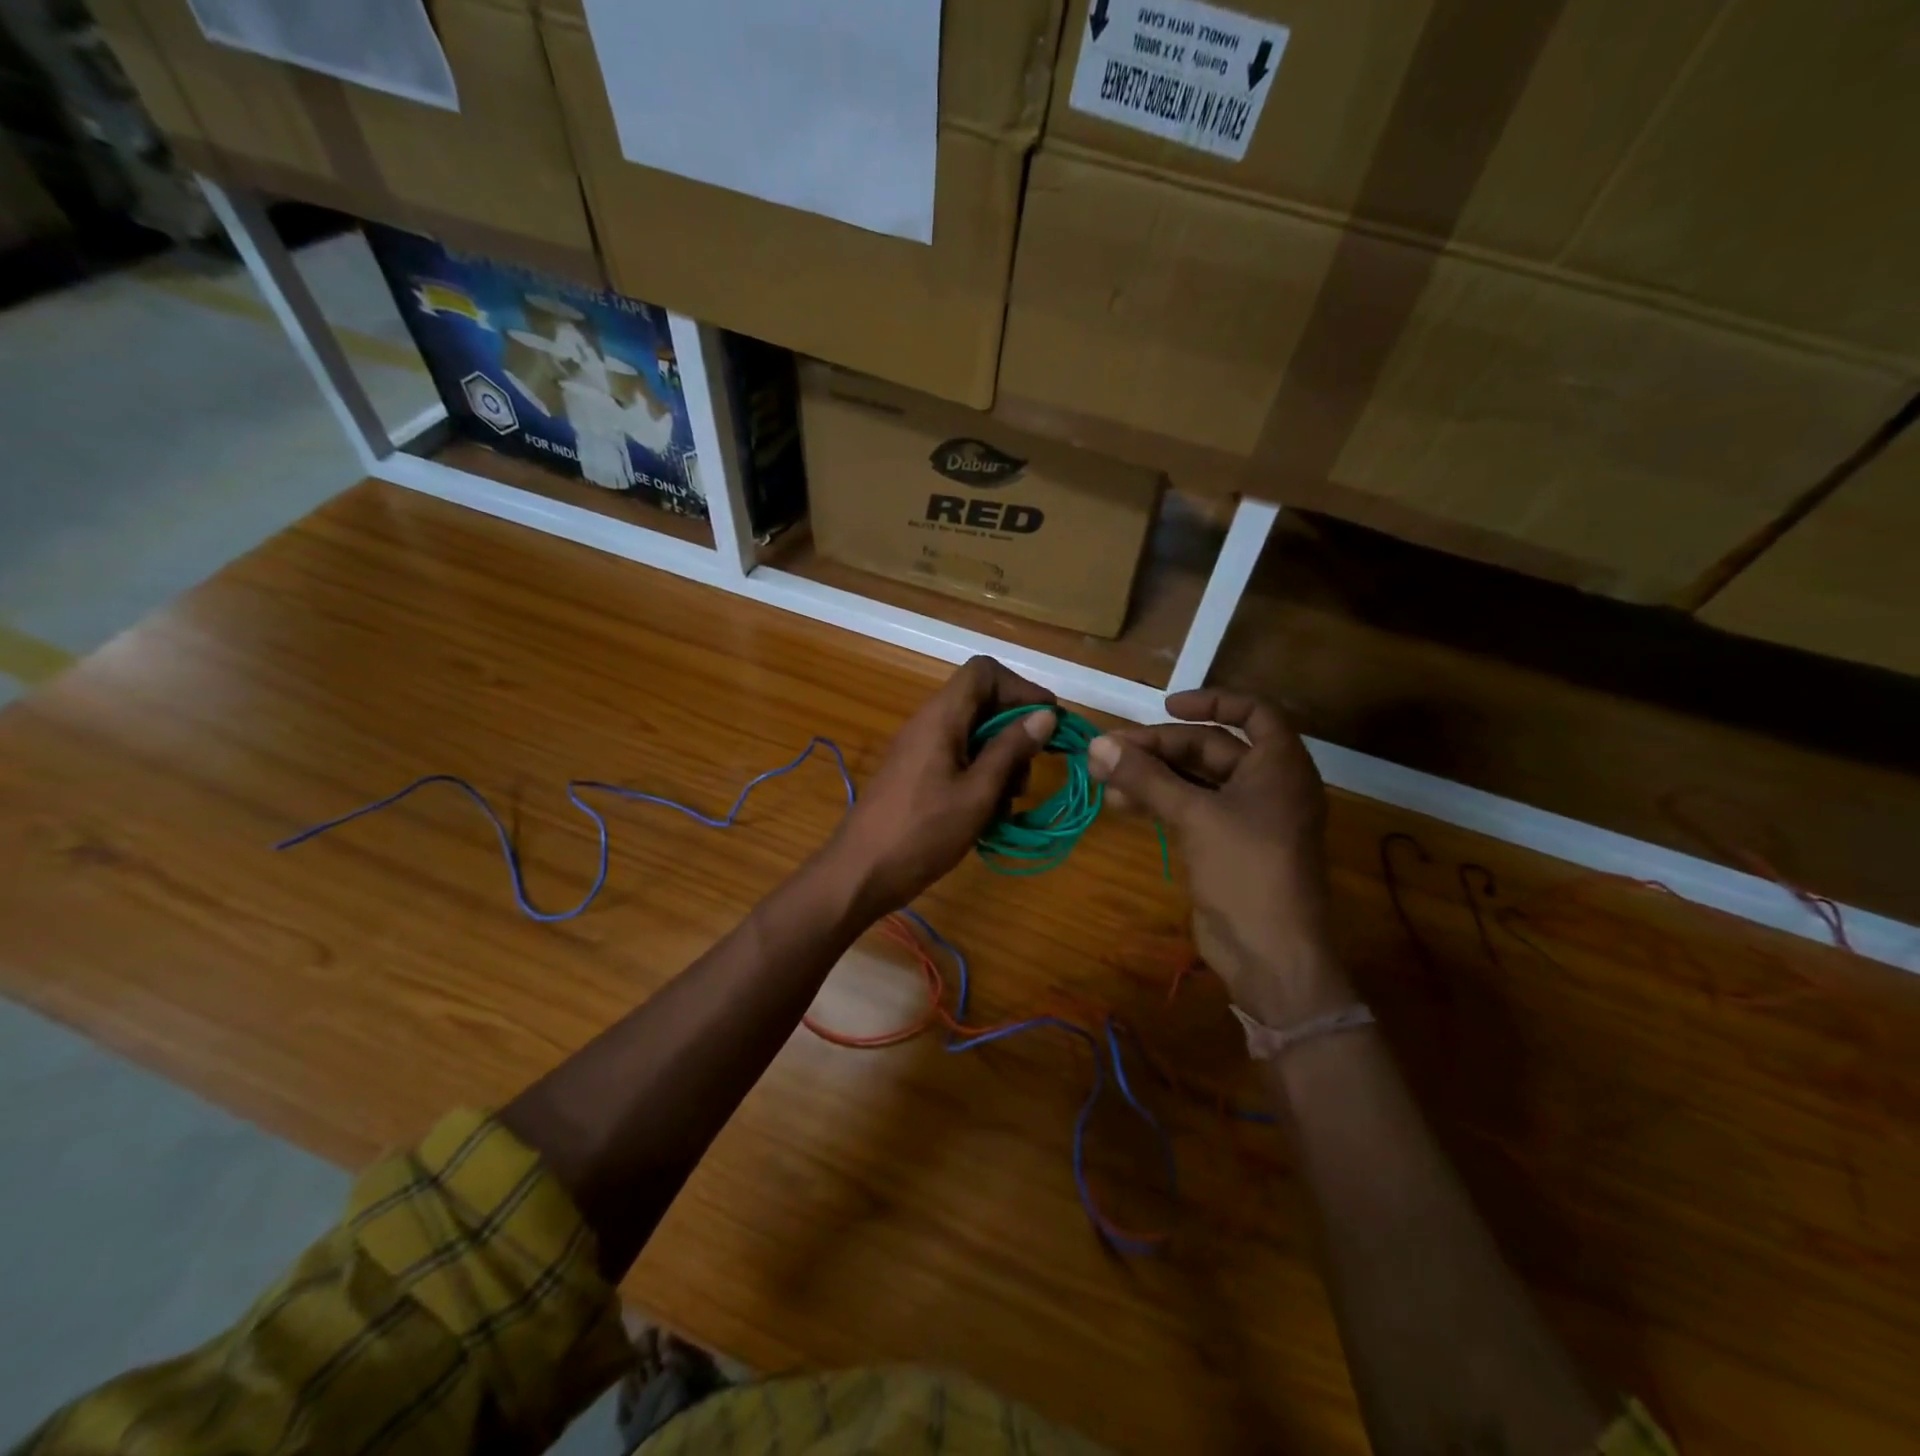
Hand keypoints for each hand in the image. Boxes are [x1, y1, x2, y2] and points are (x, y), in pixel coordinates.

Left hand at [824, 657, 1056, 914]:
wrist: (860, 872)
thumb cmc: (922, 833)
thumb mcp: (977, 793)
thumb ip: (1011, 750)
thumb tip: (1045, 714)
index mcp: (941, 717)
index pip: (984, 671)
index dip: (1020, 688)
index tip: (1045, 722)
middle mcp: (929, 723)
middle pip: (982, 703)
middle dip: (1014, 732)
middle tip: (1026, 775)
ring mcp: (920, 748)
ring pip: (973, 734)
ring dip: (1000, 761)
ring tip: (1007, 802)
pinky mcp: (916, 773)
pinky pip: (957, 758)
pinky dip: (980, 777)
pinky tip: (987, 813)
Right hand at [1088, 689, 1347, 1023]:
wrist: (1270, 954)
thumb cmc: (1246, 871)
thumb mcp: (1195, 816)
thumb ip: (1146, 777)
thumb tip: (1097, 744)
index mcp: (1280, 766)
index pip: (1254, 712)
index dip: (1212, 701)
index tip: (1166, 706)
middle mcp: (1267, 785)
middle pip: (1210, 748)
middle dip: (1159, 747)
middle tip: (1108, 751)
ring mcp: (1246, 817)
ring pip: (1194, 780)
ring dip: (1151, 776)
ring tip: (1102, 777)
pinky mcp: (1224, 845)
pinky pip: (1189, 809)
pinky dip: (1157, 802)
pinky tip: (1120, 805)